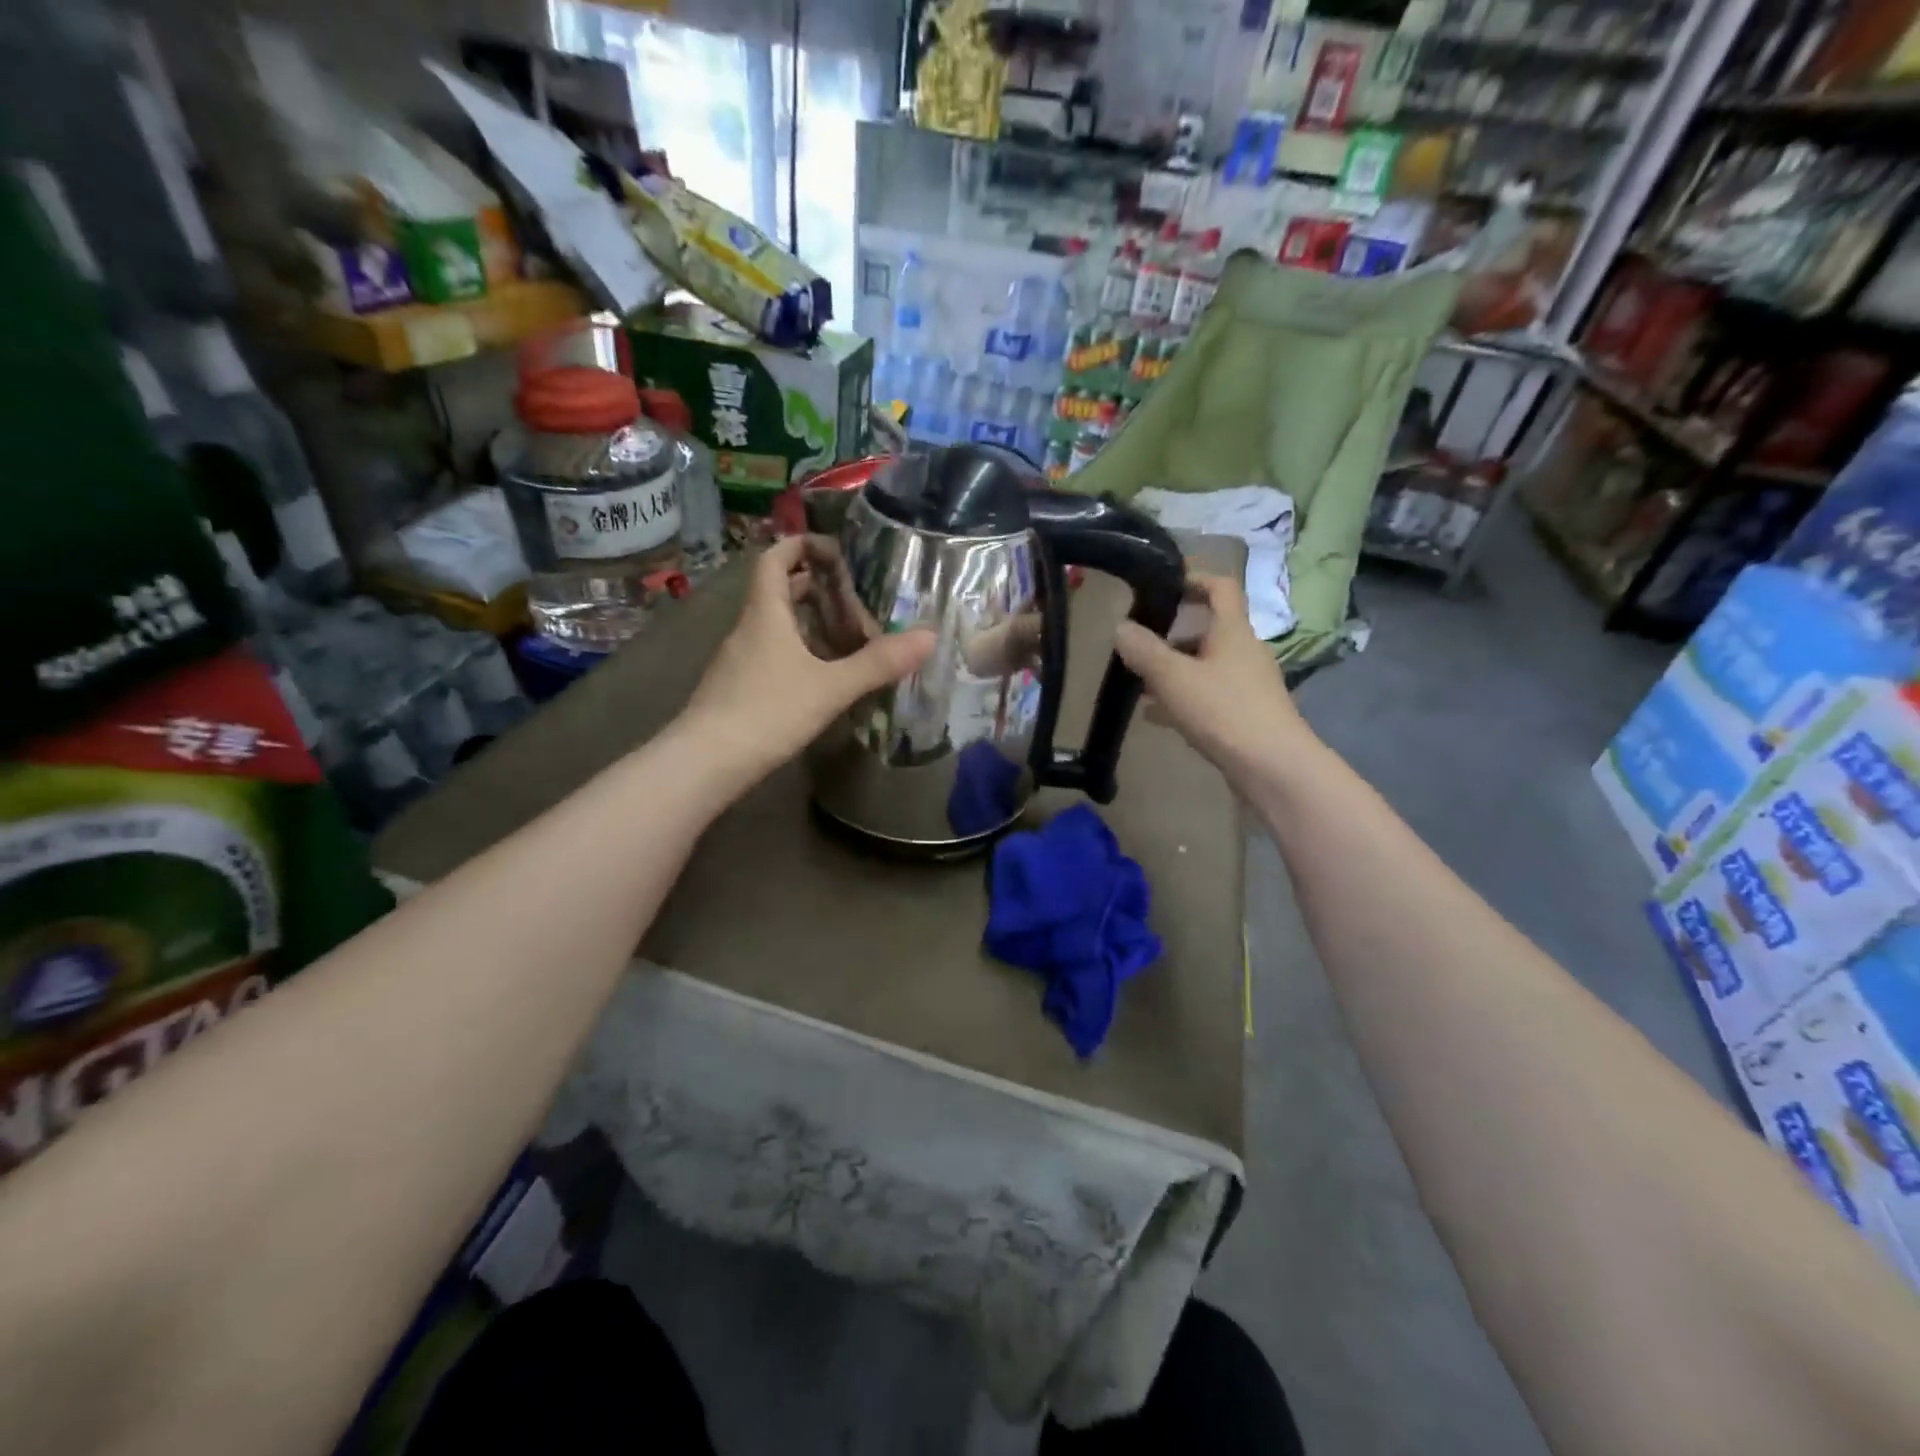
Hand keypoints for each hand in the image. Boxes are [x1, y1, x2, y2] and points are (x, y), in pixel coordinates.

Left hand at [681, 537, 935, 779]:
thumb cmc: (768, 712)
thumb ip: (878, 663)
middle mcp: (748, 629)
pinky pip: (770, 653)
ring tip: (844, 633)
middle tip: (851, 595)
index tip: (833, 549)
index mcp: (765, 613)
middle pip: (776, 591)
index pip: (775, 559)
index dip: (801, 545)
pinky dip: (796, 651)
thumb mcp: (831, 687)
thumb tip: (929, 637)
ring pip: (774, 625)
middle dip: (812, 586)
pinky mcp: (736, 687)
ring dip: (806, 621)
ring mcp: (738, 659)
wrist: (705, 762)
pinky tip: (819, 674)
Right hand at [1113, 574, 1315, 785]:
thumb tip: (1121, 626)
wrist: (1273, 767)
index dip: (1194, 579)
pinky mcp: (1246, 714)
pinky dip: (1183, 698)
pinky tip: (1155, 715)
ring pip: (1205, 666)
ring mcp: (1248, 684)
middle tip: (1138, 644)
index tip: (1163, 584)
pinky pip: (1208, 696)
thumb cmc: (1224, 711)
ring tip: (1139, 683)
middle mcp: (1245, 651)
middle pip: (1208, 630)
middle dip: (1172, 634)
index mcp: (1233, 631)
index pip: (1221, 587)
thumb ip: (1145, 651)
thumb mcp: (1174, 678)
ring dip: (1174, 669)